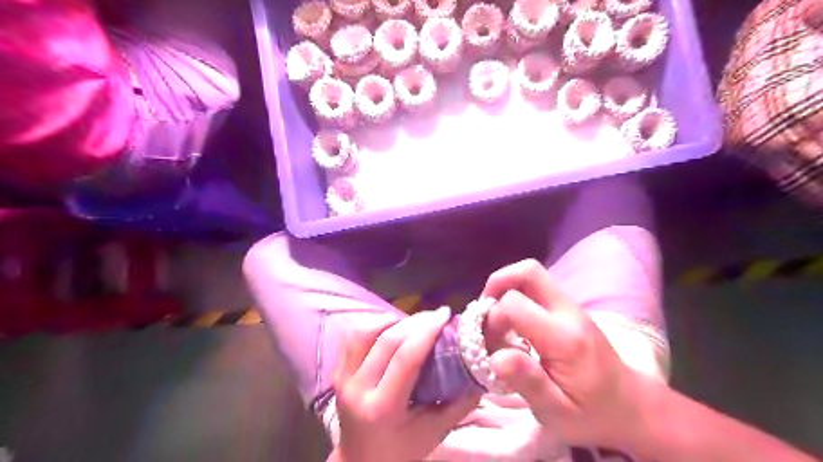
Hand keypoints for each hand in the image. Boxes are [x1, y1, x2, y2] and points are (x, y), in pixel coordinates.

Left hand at [330, 306, 479, 461]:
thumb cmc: (401, 452)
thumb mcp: (434, 433)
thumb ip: (459, 403)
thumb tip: (480, 371)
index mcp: (383, 408)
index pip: (406, 357)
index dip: (427, 330)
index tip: (445, 315)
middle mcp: (357, 389)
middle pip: (387, 340)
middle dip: (415, 321)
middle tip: (436, 315)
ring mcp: (342, 378)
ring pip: (365, 331)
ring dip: (392, 320)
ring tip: (414, 322)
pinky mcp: (337, 372)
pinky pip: (353, 337)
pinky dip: (374, 325)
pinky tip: (392, 327)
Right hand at [484, 258, 659, 452]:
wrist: (633, 406)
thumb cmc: (593, 415)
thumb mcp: (559, 414)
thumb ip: (528, 383)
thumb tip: (495, 356)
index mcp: (564, 339)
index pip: (515, 305)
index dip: (493, 319)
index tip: (489, 344)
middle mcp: (568, 313)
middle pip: (528, 271)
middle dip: (497, 283)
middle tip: (485, 312)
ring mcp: (570, 307)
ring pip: (532, 274)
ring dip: (505, 288)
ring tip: (496, 318)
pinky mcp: (568, 308)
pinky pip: (536, 287)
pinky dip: (515, 294)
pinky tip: (512, 323)